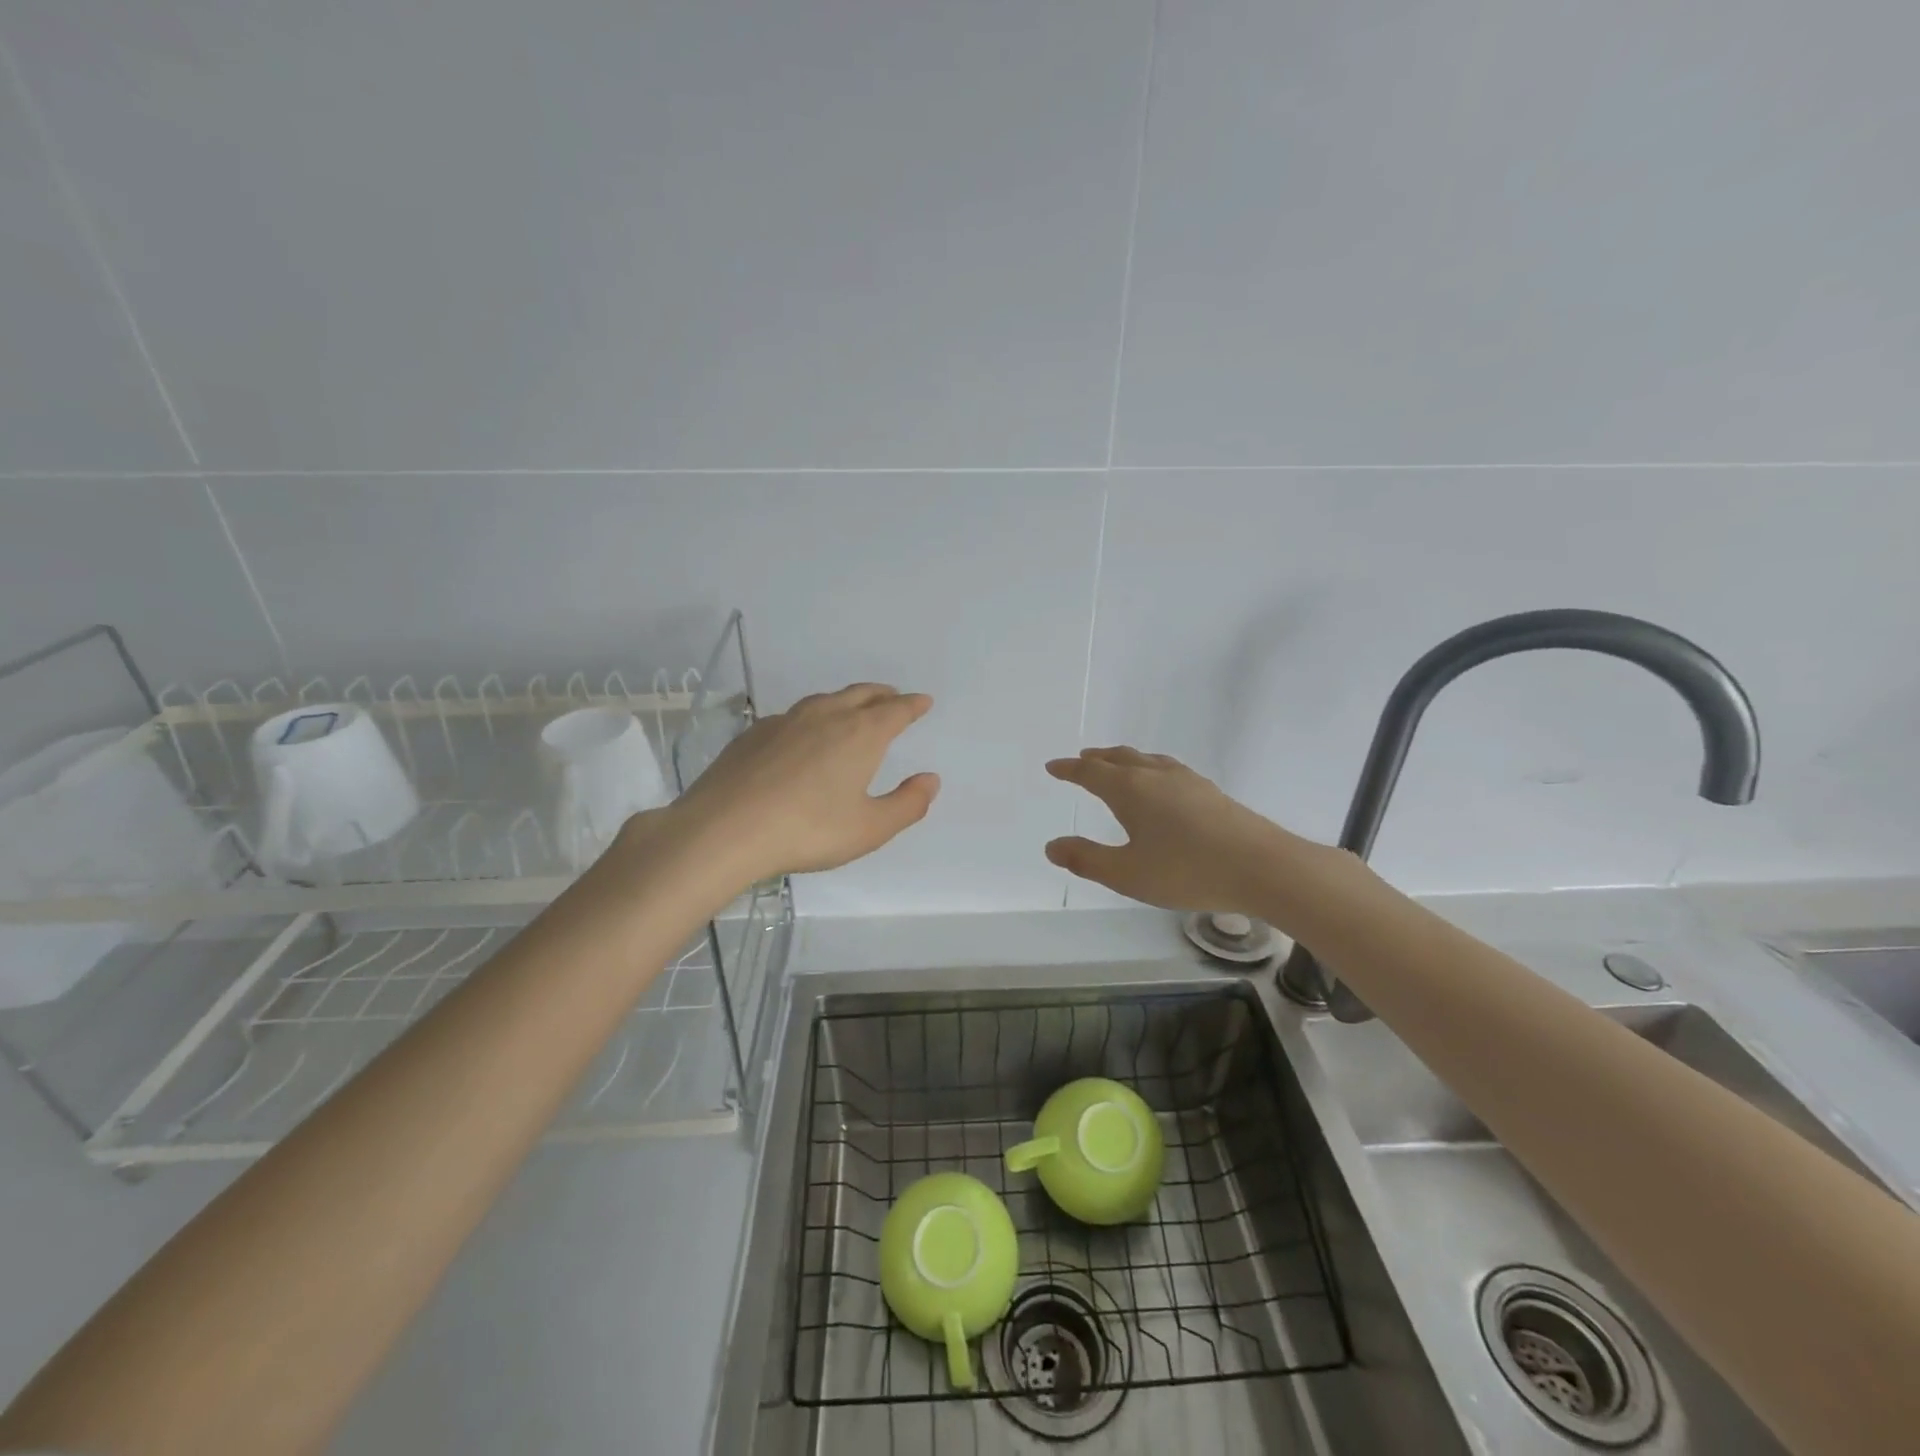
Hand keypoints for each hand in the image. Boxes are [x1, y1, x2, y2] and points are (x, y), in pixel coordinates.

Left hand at [650, 683, 938, 885]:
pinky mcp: (754, 734)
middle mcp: (826, 716)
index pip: (895, 710)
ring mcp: (785, 721)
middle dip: (882, 695)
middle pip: (861, 694)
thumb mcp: (870, 828)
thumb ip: (907, 804)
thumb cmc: (808, 830)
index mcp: (860, 734)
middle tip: (893, 697)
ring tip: (852, 708)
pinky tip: (802, 734)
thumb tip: (930, 779)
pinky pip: (793, 715)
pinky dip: (811, 717)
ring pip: (825, 700)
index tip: (923, 701)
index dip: (913, 705)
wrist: (725, 829)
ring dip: (846, 700)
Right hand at [1044, 747, 1300, 913]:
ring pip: (1146, 760)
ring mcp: (1187, 780)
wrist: (1262, 867)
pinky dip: (1149, 768)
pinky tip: (1161, 784)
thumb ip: (1087, 860)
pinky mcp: (1210, 791)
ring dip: (1124, 760)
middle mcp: (1156, 776)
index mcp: (1130, 790)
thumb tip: (1052, 846)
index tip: (1053, 767)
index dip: (1069, 770)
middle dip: (1096, 759)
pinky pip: (1167, 768)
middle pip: (1119, 758)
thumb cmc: (1187, 871)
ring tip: (1116, 766)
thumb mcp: (1127, 874)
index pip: (1091, 773)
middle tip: (1081, 760)